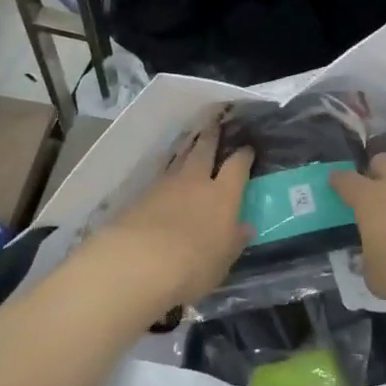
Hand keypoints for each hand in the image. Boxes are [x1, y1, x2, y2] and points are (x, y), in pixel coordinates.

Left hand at [83, 121, 253, 314]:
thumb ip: (234, 241)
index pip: (237, 166)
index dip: (244, 155)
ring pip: (180, 156)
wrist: (139, 261)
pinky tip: (168, 171)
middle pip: (205, 149)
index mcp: (223, 195)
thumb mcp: (223, 260)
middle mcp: (196, 181)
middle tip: (215, 121)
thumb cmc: (192, 265)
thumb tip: (246, 226)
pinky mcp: (141, 193)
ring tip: (192, 138)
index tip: (247, 149)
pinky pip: (161, 173)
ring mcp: (166, 184)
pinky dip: (168, 167)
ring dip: (187, 146)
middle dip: (212, 134)